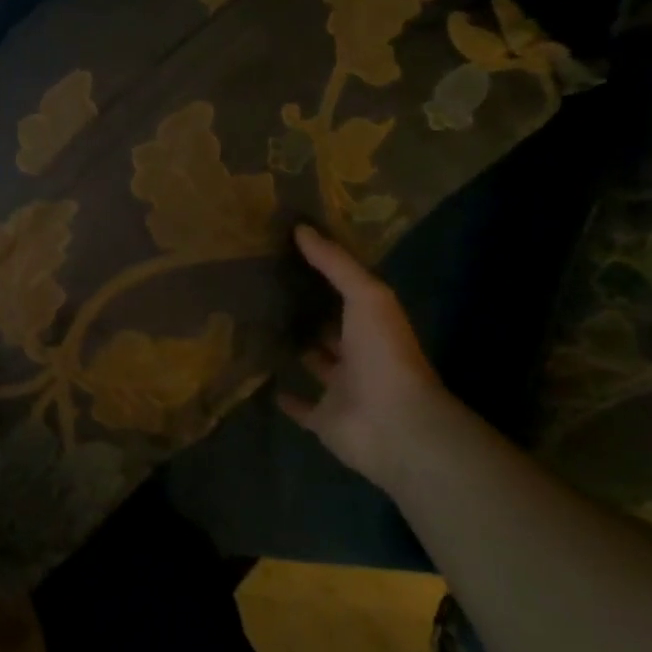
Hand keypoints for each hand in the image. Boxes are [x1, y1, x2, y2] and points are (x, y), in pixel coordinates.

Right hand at [277, 225, 452, 491]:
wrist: (393, 424)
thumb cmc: (384, 354)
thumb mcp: (366, 295)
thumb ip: (335, 264)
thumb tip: (300, 228)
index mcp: (373, 325)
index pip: (347, 295)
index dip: (325, 276)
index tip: (291, 254)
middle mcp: (358, 355)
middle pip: (330, 329)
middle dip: (307, 313)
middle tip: (267, 288)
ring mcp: (341, 389)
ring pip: (314, 364)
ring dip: (295, 350)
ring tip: (257, 326)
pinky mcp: (323, 419)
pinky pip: (300, 406)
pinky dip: (284, 396)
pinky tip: (260, 377)